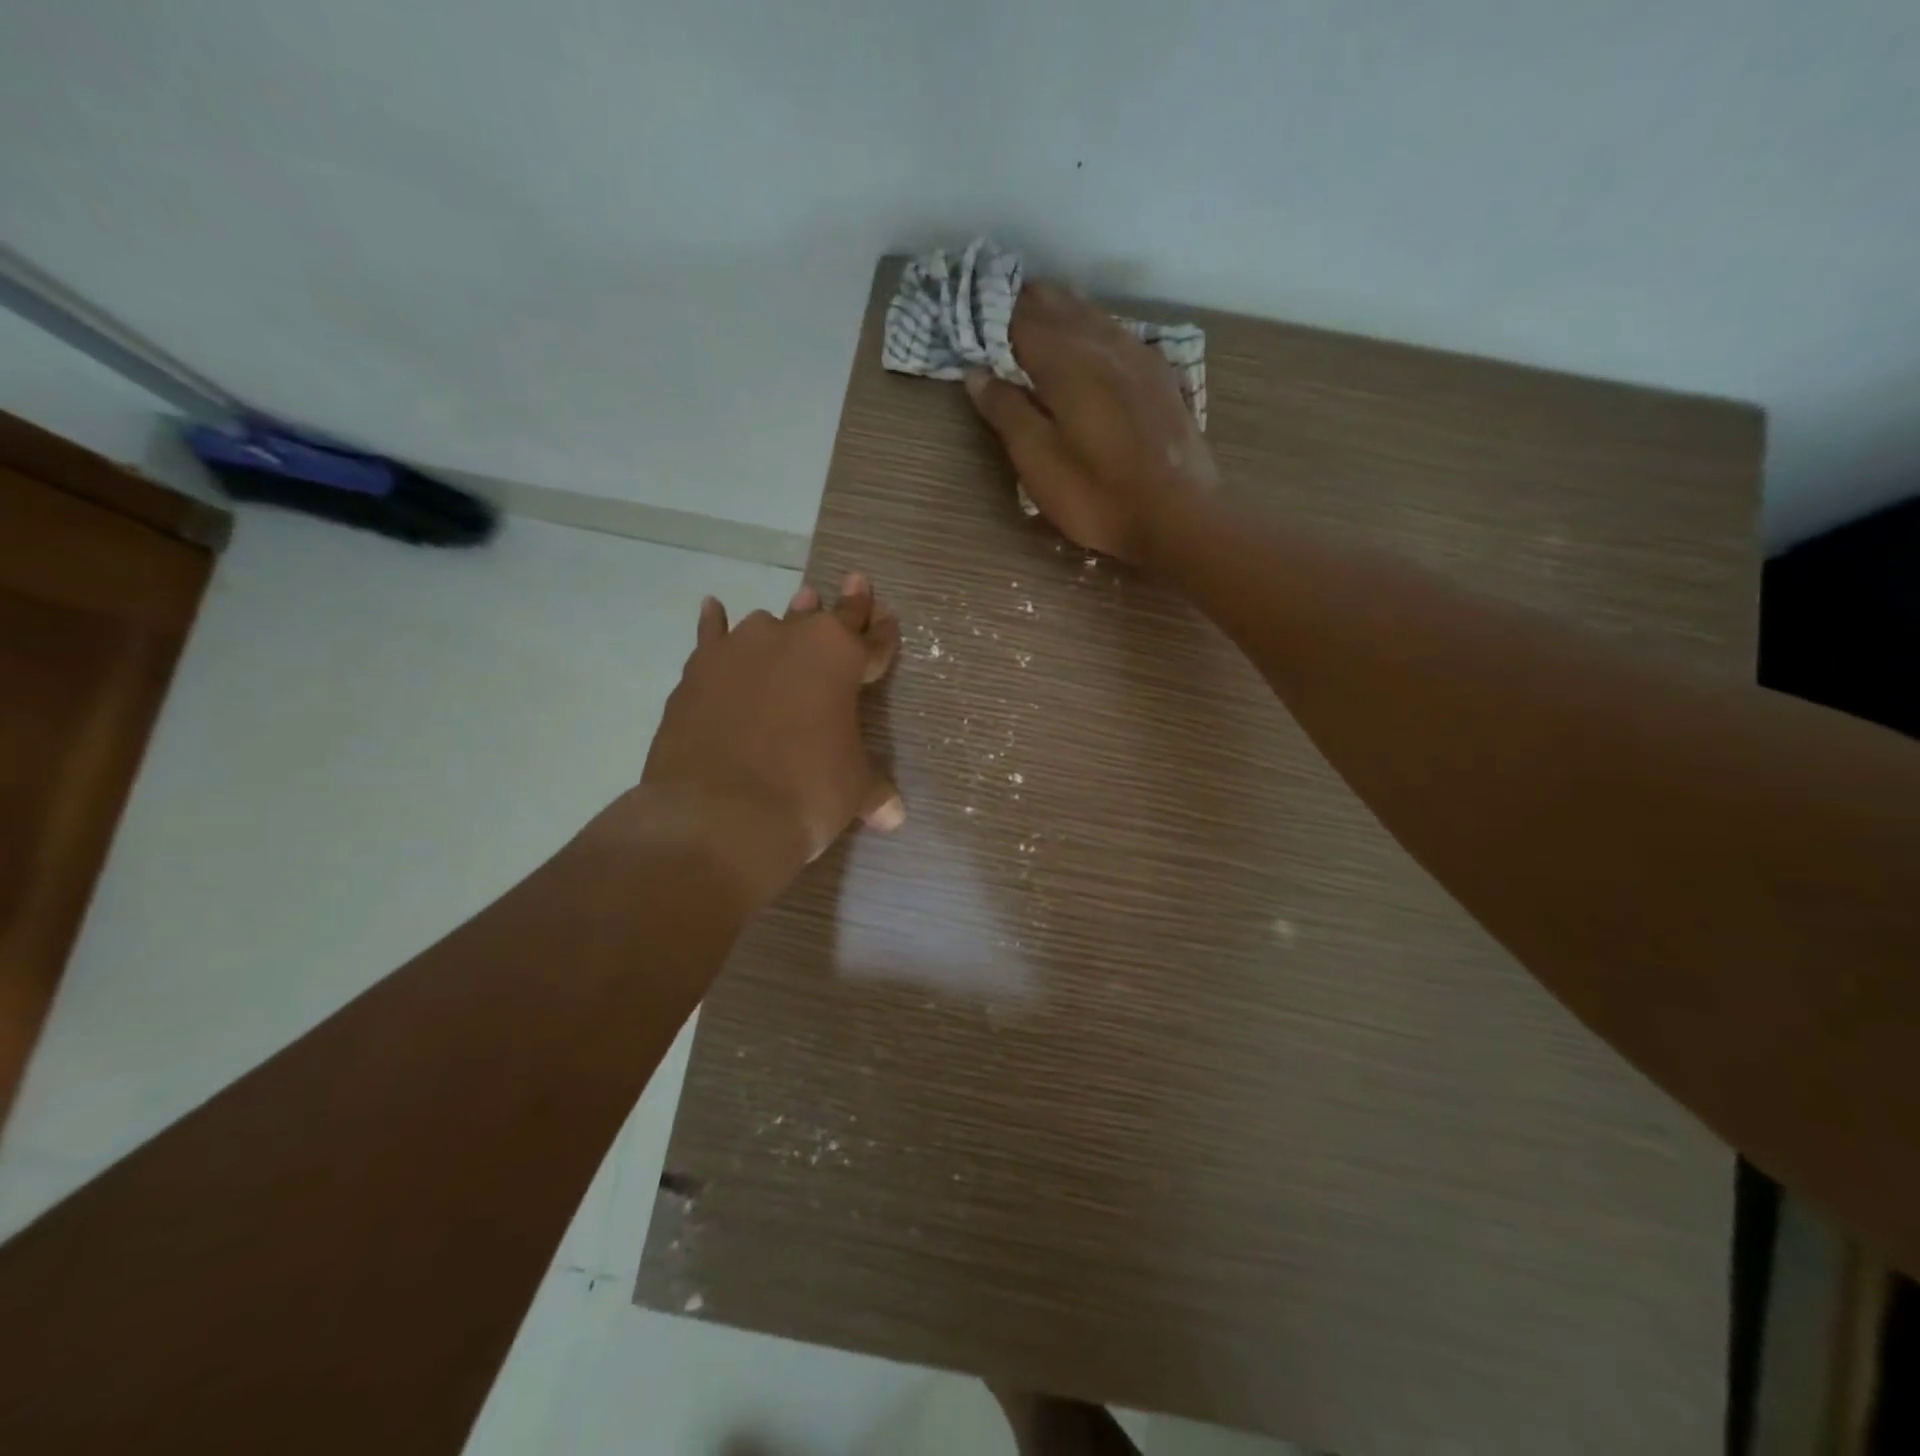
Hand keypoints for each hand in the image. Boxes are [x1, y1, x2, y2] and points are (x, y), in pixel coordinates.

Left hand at [633, 573, 903, 903]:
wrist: (720, 813)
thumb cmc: (806, 792)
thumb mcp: (853, 791)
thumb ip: (874, 791)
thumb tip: (895, 816)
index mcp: (841, 658)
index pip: (873, 640)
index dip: (883, 632)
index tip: (888, 617)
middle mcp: (792, 639)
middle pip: (825, 616)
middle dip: (843, 605)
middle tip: (853, 584)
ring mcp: (740, 650)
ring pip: (770, 622)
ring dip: (786, 619)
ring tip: (795, 609)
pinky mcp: (699, 670)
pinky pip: (711, 635)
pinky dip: (714, 623)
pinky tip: (714, 609)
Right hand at [964, 281, 1217, 561]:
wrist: (1178, 517)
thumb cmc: (1097, 495)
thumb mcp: (1038, 462)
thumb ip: (1006, 412)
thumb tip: (977, 374)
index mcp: (1066, 359)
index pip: (1018, 319)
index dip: (990, 316)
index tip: (969, 322)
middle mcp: (1103, 342)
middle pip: (1057, 305)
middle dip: (1023, 306)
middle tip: (995, 315)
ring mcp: (1138, 356)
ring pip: (1090, 315)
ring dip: (1059, 313)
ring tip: (1034, 321)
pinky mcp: (1160, 376)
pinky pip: (1116, 334)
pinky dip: (1090, 330)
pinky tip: (1088, 346)